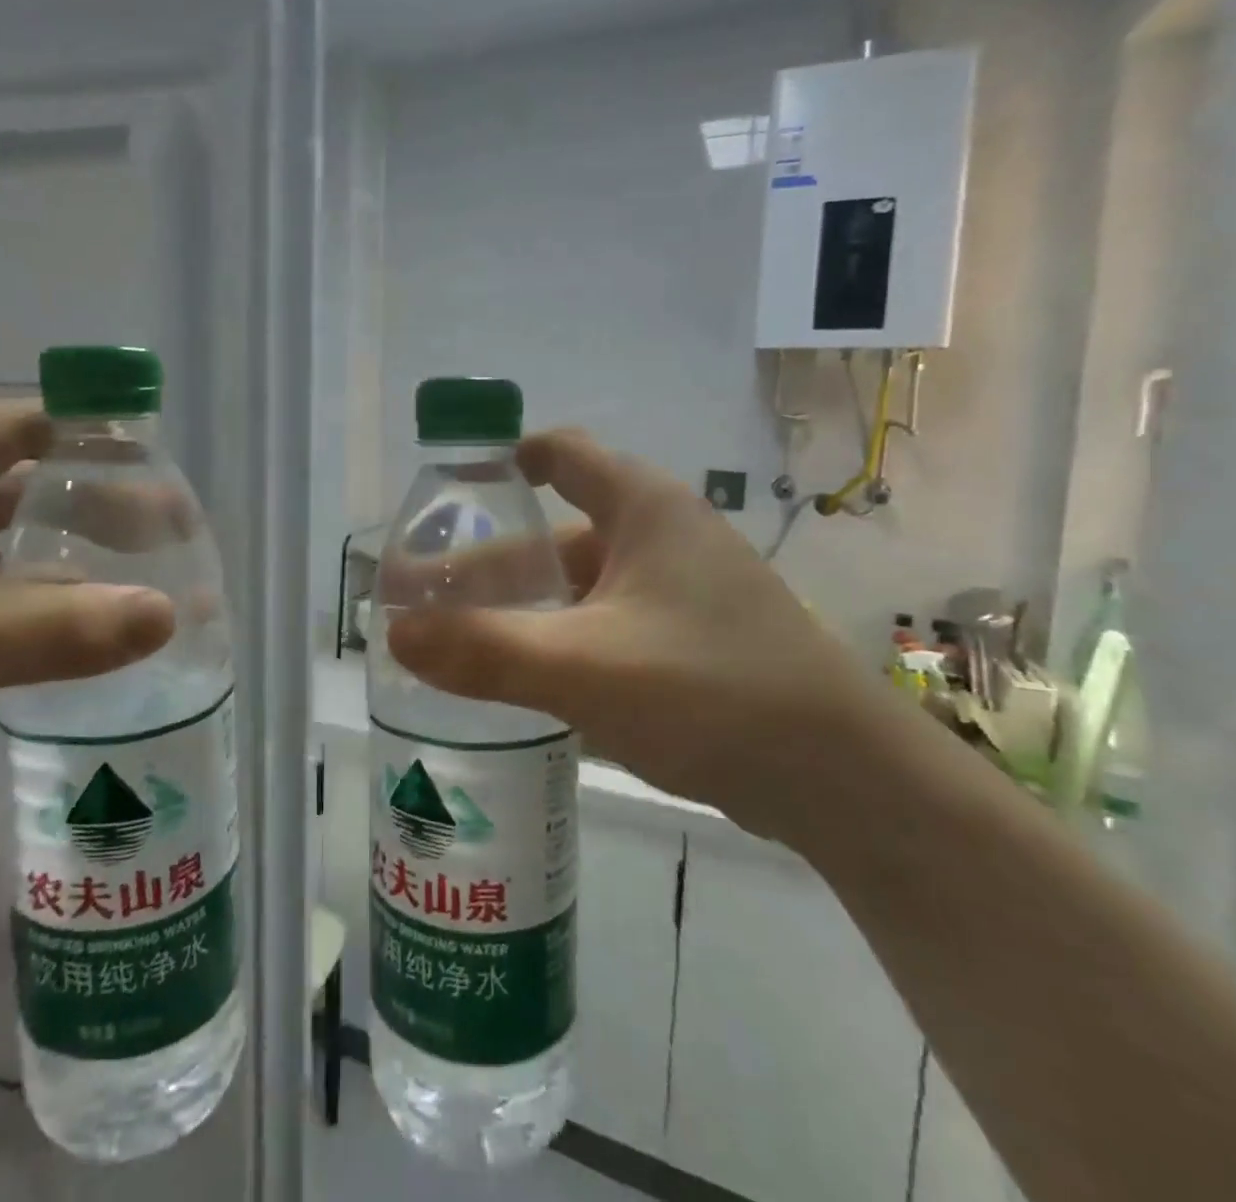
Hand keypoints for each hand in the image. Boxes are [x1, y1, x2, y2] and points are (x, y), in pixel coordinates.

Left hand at [0, 401, 174, 843]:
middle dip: (93, 509)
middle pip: (20, 490)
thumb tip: (171, 615)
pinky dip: (36, 616)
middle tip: (166, 535)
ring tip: (140, 583)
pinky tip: (85, 636)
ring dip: (68, 569)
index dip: (90, 434)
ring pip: (6, 554)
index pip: (18, 425)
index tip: (158, 460)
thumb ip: (69, 625)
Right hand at [385, 428, 888, 839]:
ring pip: (581, 589)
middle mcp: (664, 539)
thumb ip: (484, 649)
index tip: (452, 489)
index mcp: (645, 510)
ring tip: (460, 642)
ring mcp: (682, 595)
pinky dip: (561, 643)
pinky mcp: (692, 646)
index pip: (564, 455)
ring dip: (524, 611)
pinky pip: (607, 628)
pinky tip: (525, 679)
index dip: (506, 462)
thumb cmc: (711, 691)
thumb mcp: (584, 667)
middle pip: (558, 537)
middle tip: (426, 599)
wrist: (843, 781)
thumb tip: (392, 630)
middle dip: (491, 566)